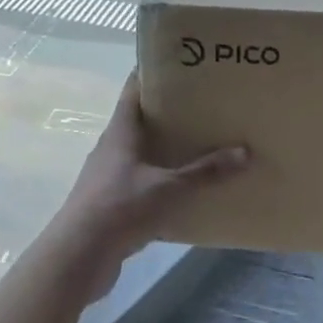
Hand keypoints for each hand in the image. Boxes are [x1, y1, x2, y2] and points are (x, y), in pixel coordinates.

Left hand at [46, 76, 247, 300]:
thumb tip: (245, 151)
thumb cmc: (120, 208)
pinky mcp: (111, 204)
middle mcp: (111, 149)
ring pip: (141, 154)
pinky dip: (162, 181)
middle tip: (204, 104)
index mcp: (120, 132)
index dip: (153, 73)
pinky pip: (141, 183)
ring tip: (201, 144)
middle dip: (169, 113)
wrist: (78, 257)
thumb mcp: (169, 188)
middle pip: (140, 121)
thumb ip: (206, 171)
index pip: (134, 90)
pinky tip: (185, 189)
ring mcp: (108, 178)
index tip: (181, 64)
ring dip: (165, 149)